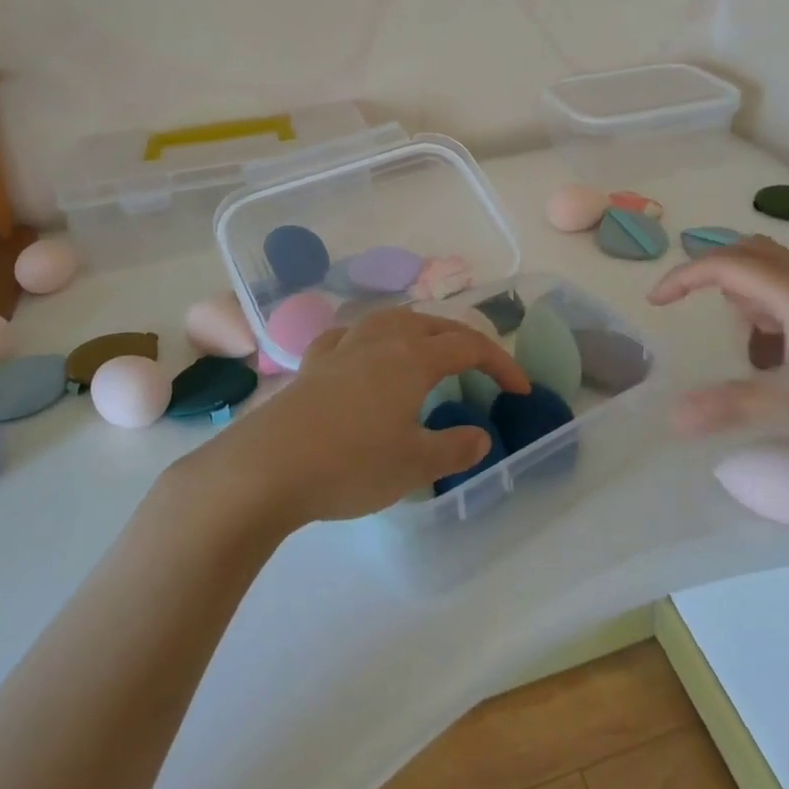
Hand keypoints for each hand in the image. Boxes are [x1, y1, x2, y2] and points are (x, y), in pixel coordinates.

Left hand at [206, 308, 530, 526]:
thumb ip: (453, 448)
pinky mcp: (312, 363)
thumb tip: (482, 436)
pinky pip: (349, 336)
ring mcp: (343, 346)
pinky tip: (362, 353)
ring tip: (428, 352)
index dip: (501, 363)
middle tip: (483, 370)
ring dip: (419, 331)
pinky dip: (368, 339)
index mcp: (413, 357)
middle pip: (433, 325)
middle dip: (465, 342)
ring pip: (391, 320)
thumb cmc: (350, 464)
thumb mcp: (413, 465)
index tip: (521, 390)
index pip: (470, 346)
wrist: (267, 467)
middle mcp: (381, 340)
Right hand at [648, 235, 788, 466]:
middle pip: (748, 252)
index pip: (723, 264)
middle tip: (700, 311)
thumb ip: (729, 406)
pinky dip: (773, 308)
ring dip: (747, 293)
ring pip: (774, 270)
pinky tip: (785, 353)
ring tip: (749, 343)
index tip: (656, 302)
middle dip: (716, 275)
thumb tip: (671, 418)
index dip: (683, 276)